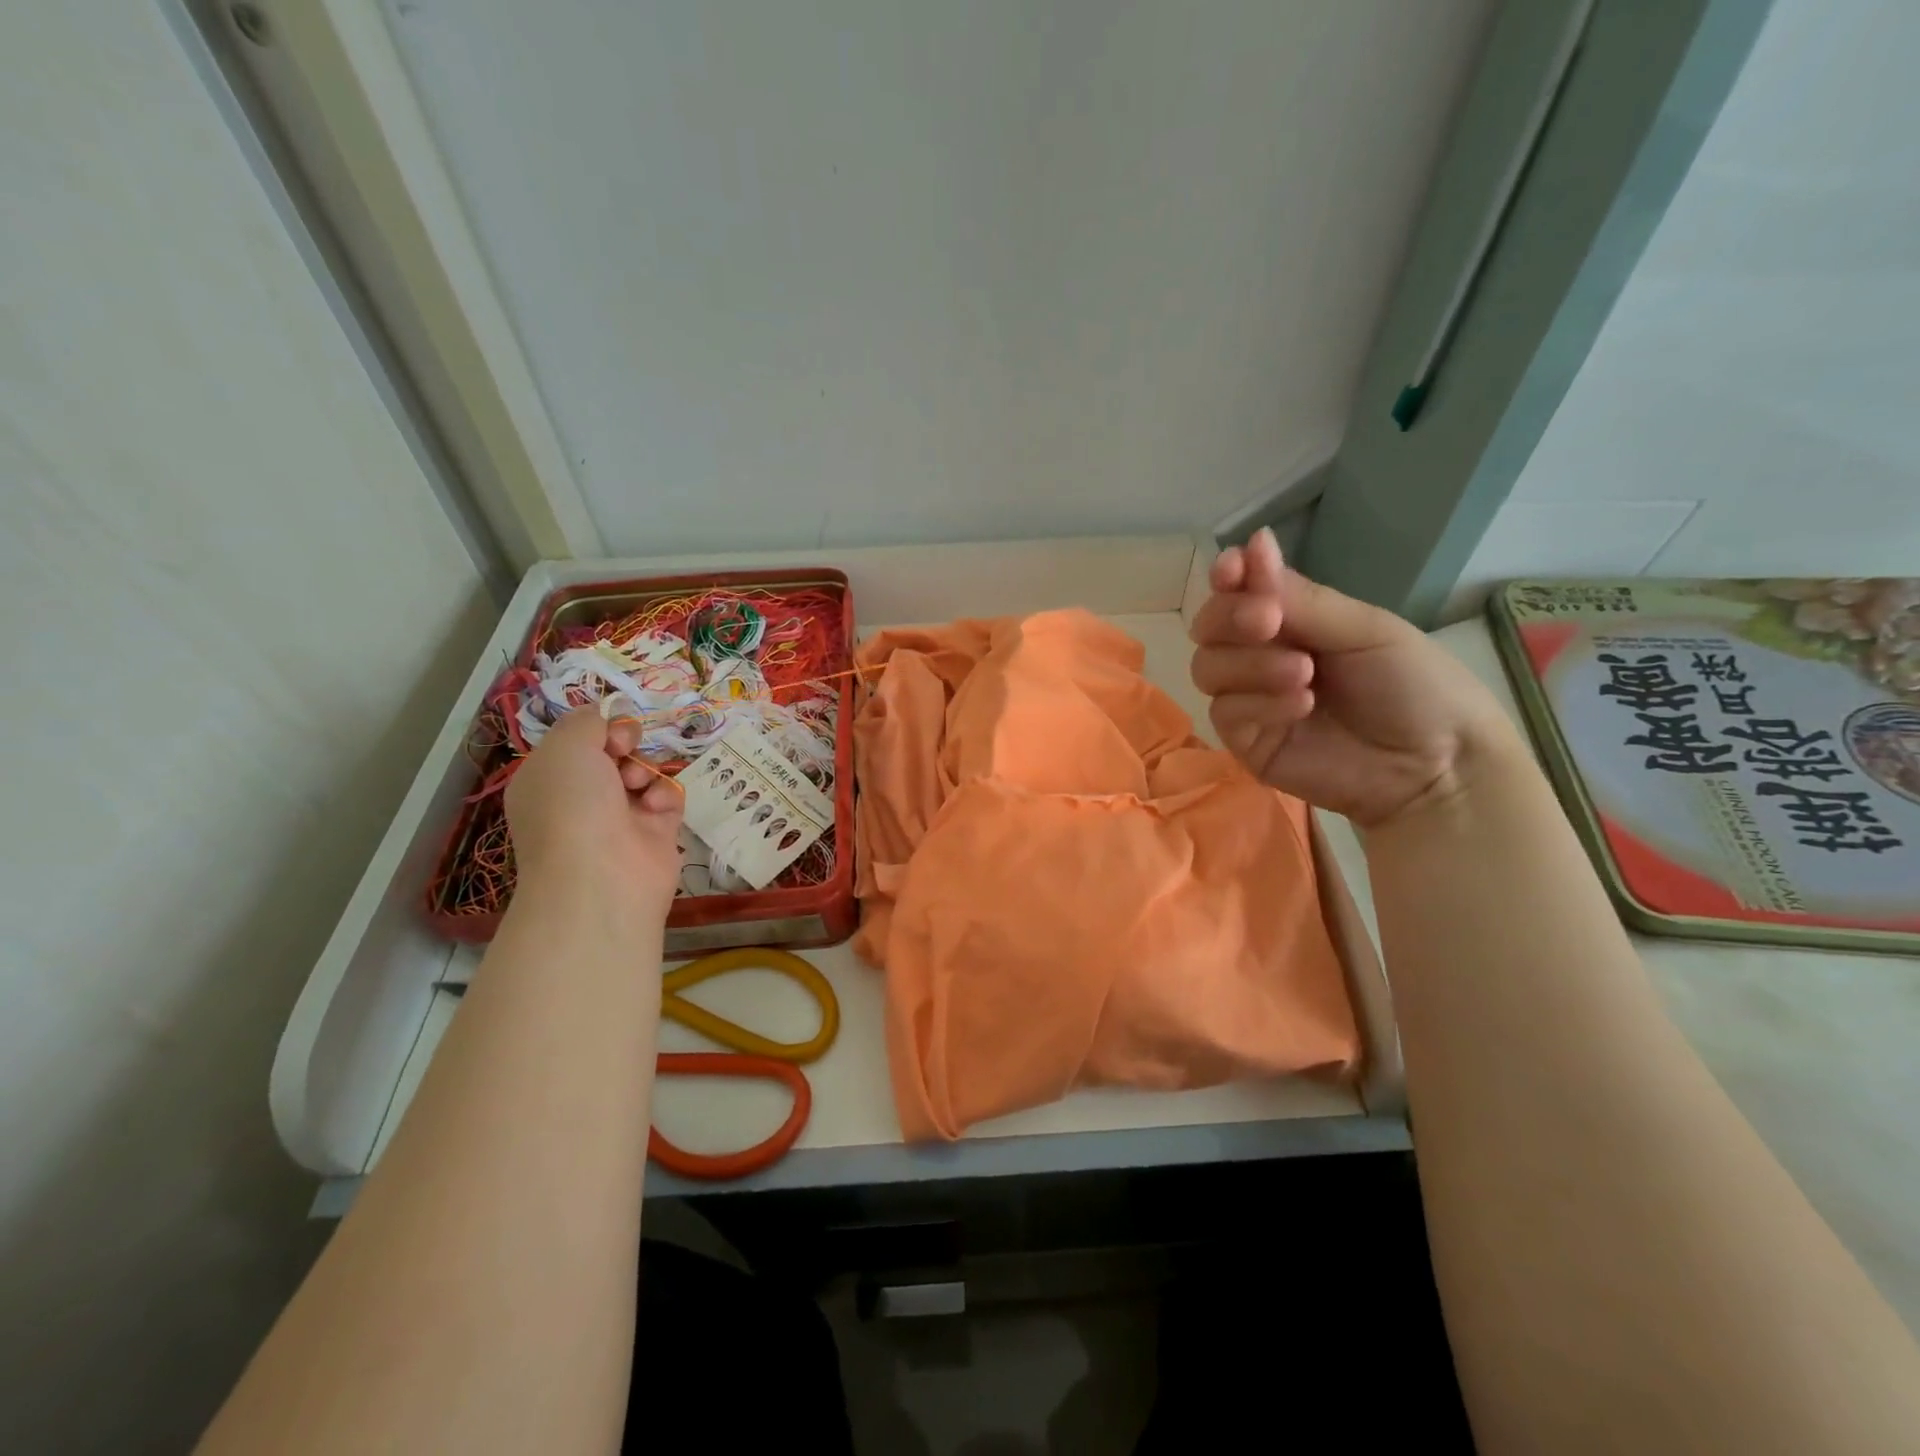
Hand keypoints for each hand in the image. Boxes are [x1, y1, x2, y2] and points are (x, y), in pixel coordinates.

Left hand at [505, 709, 684, 916]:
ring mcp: (619, 817)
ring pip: (643, 772)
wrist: (602, 876)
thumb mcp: (567, 746)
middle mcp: (580, 798)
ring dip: (646, 769)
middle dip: (625, 744)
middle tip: (625, 751)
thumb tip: (606, 714)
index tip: (606, 733)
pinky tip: (656, 807)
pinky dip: (665, 796)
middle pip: (614, 752)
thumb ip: (588, 720)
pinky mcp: (654, 833)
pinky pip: (667, 798)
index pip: (578, 740)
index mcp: (548, 779)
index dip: (597, 728)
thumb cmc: (572, 805)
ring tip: (639, 785)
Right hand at [1188, 528, 1518, 828]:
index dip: (1228, 577)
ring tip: (1304, 674)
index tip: (1233, 569)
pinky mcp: (1247, 741)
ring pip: (1208, 668)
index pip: (1238, 592)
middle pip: (1208, 628)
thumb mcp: (1364, 629)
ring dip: (1251, 664)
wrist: (1436, 764)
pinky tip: (1302, 706)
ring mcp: (1250, 700)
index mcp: (1292, 621)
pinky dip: (1259, 703)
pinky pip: (1225, 712)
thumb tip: (1254, 541)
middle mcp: (1262, 655)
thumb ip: (1302, 598)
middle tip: (1269, 622)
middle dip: (1231, 618)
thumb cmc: (1414, 686)